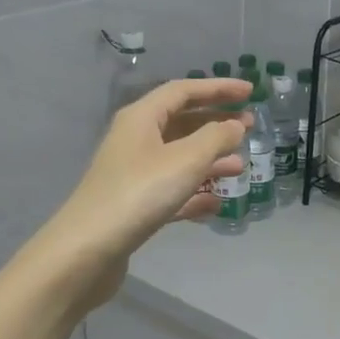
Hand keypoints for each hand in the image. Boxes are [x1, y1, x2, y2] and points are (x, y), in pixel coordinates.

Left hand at [33, 78, 252, 309]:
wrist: (89, 250)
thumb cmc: (140, 193)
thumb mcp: (185, 160)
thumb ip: (216, 138)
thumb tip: (236, 125)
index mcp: (141, 118)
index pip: (184, 91)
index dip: (218, 88)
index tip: (250, 91)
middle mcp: (135, 139)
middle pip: (181, 123)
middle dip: (216, 123)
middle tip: (250, 127)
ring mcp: (133, 174)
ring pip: (179, 158)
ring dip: (210, 160)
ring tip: (240, 167)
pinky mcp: (135, 205)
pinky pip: (172, 190)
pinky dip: (195, 193)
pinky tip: (217, 203)